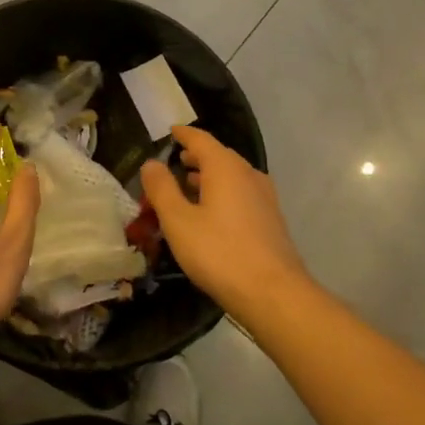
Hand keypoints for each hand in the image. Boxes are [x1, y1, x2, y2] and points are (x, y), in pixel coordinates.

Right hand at [140, 126, 308, 317]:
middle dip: (196, 156)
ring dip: (209, 176)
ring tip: (188, 186)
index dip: (183, 134)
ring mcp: (264, 197)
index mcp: (225, 168)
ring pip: (232, 176)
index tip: (170, 132)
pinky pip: (241, 193)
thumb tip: (151, 163)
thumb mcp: (178, 221)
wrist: (273, 293)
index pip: (201, 139)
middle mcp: (248, 174)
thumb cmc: (219, 252)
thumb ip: (162, 189)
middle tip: (175, 161)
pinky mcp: (271, 218)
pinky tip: (212, 212)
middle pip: (219, 156)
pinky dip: (223, 192)